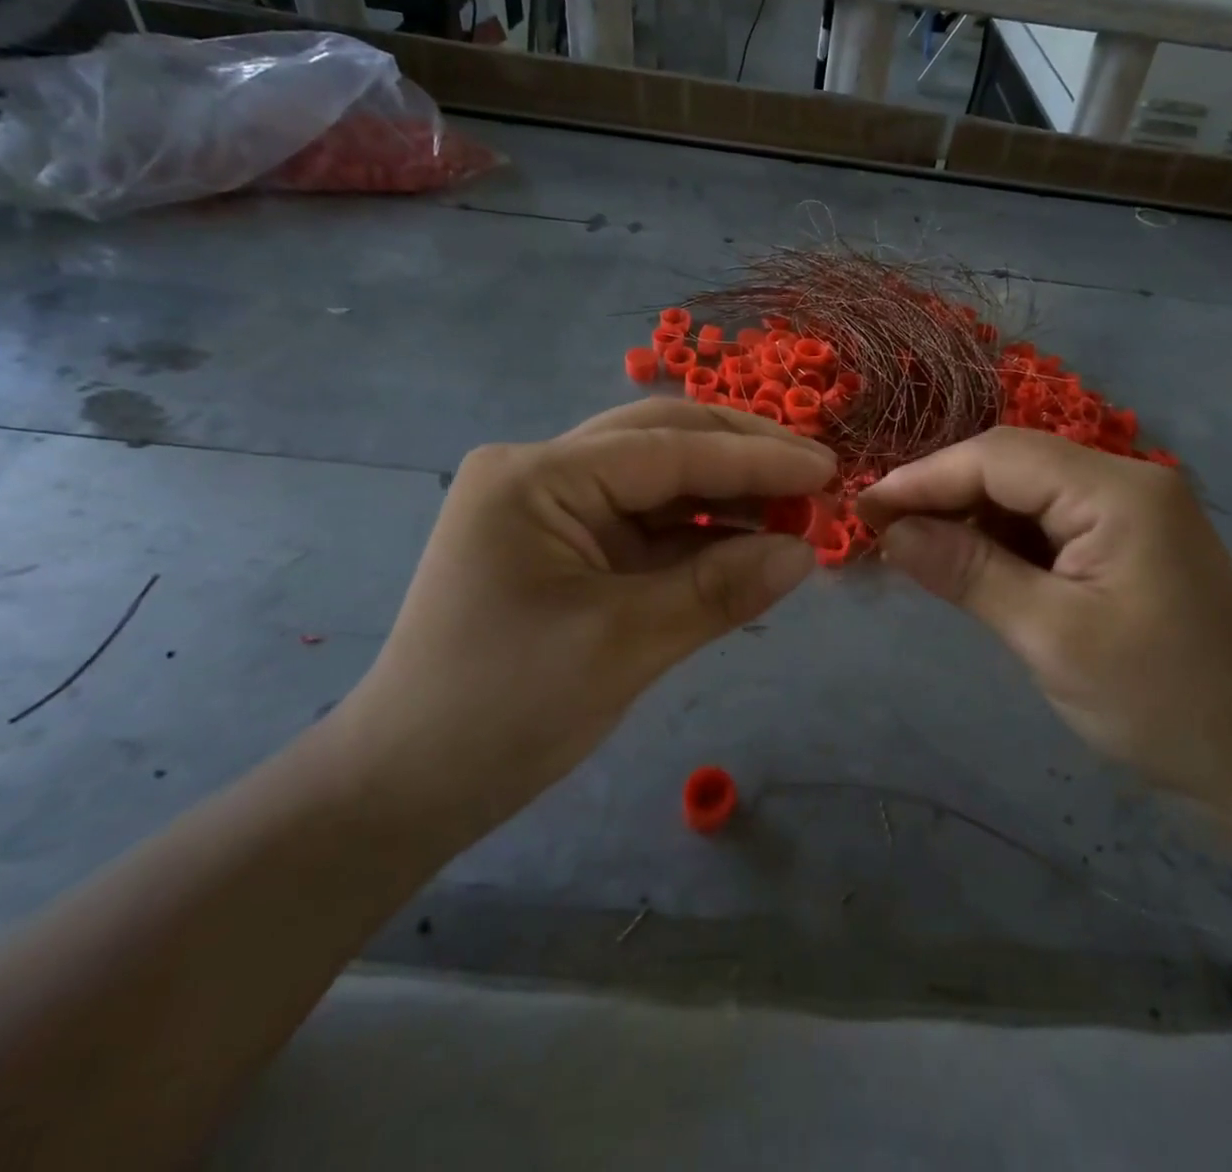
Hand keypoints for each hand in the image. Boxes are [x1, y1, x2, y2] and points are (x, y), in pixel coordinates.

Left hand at [329, 401, 834, 843]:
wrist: (405, 788)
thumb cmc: (501, 711)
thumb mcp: (621, 647)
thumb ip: (718, 590)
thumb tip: (807, 552)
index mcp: (536, 478)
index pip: (665, 449)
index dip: (753, 457)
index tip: (826, 467)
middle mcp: (541, 475)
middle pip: (660, 442)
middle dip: (741, 456)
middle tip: (816, 476)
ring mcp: (552, 509)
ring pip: (657, 481)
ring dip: (725, 494)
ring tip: (796, 511)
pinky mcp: (566, 548)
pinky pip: (645, 525)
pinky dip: (698, 532)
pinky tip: (749, 541)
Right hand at [857, 428, 1231, 808]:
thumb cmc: (1156, 700)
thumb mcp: (1050, 636)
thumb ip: (968, 573)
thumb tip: (891, 532)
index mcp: (1118, 491)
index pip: (999, 458)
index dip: (925, 478)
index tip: (864, 507)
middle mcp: (1125, 480)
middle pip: (1011, 465)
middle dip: (942, 494)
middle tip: (879, 529)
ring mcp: (1127, 508)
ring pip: (1023, 491)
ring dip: (966, 516)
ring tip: (911, 547)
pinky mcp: (1122, 538)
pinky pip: (1044, 520)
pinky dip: (998, 538)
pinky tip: (965, 562)